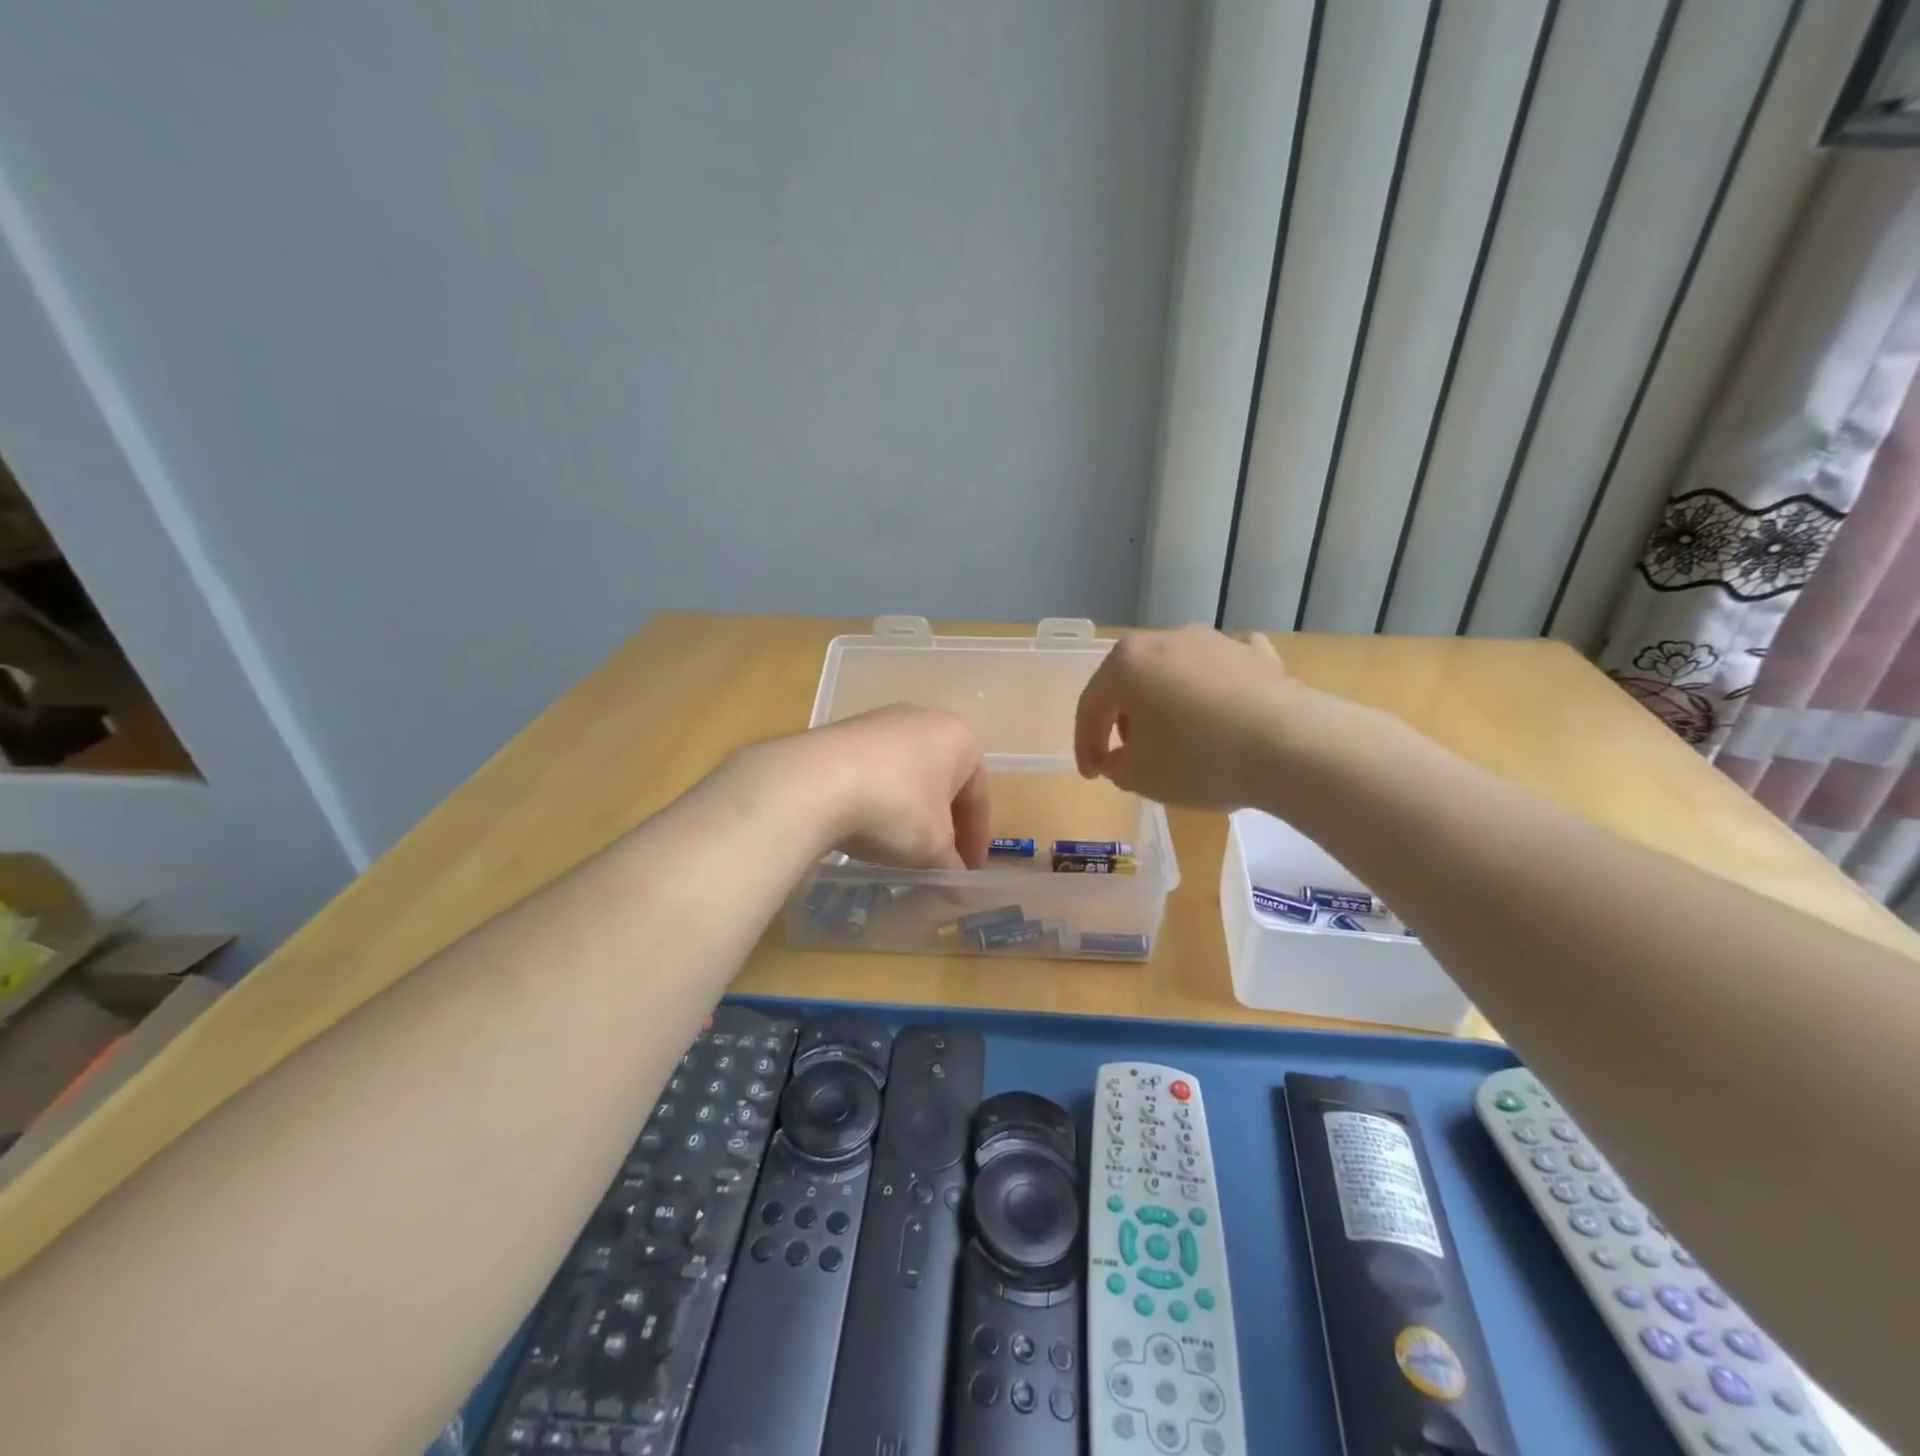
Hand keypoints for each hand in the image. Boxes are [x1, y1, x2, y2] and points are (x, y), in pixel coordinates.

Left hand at [748, 704, 990, 869]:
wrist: (815, 782)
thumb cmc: (896, 808)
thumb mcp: (932, 847)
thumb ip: (951, 867)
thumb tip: (961, 888)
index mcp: (959, 739)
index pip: (979, 796)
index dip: (976, 839)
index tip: (969, 871)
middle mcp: (924, 720)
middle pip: (943, 782)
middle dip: (943, 824)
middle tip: (939, 860)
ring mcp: (880, 722)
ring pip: (908, 775)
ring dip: (910, 812)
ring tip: (901, 847)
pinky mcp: (843, 732)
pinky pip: (874, 772)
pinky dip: (878, 800)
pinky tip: (866, 826)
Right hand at [1074, 626, 1306, 810]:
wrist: (1291, 746)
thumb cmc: (1198, 759)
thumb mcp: (1141, 777)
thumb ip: (1117, 766)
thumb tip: (1120, 758)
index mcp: (1127, 663)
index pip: (1091, 706)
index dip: (1085, 745)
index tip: (1092, 776)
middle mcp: (1166, 639)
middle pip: (1132, 683)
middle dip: (1125, 720)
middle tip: (1132, 756)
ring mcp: (1214, 642)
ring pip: (1175, 674)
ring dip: (1167, 704)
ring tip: (1177, 740)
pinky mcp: (1256, 656)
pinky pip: (1223, 670)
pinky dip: (1215, 687)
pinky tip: (1224, 702)